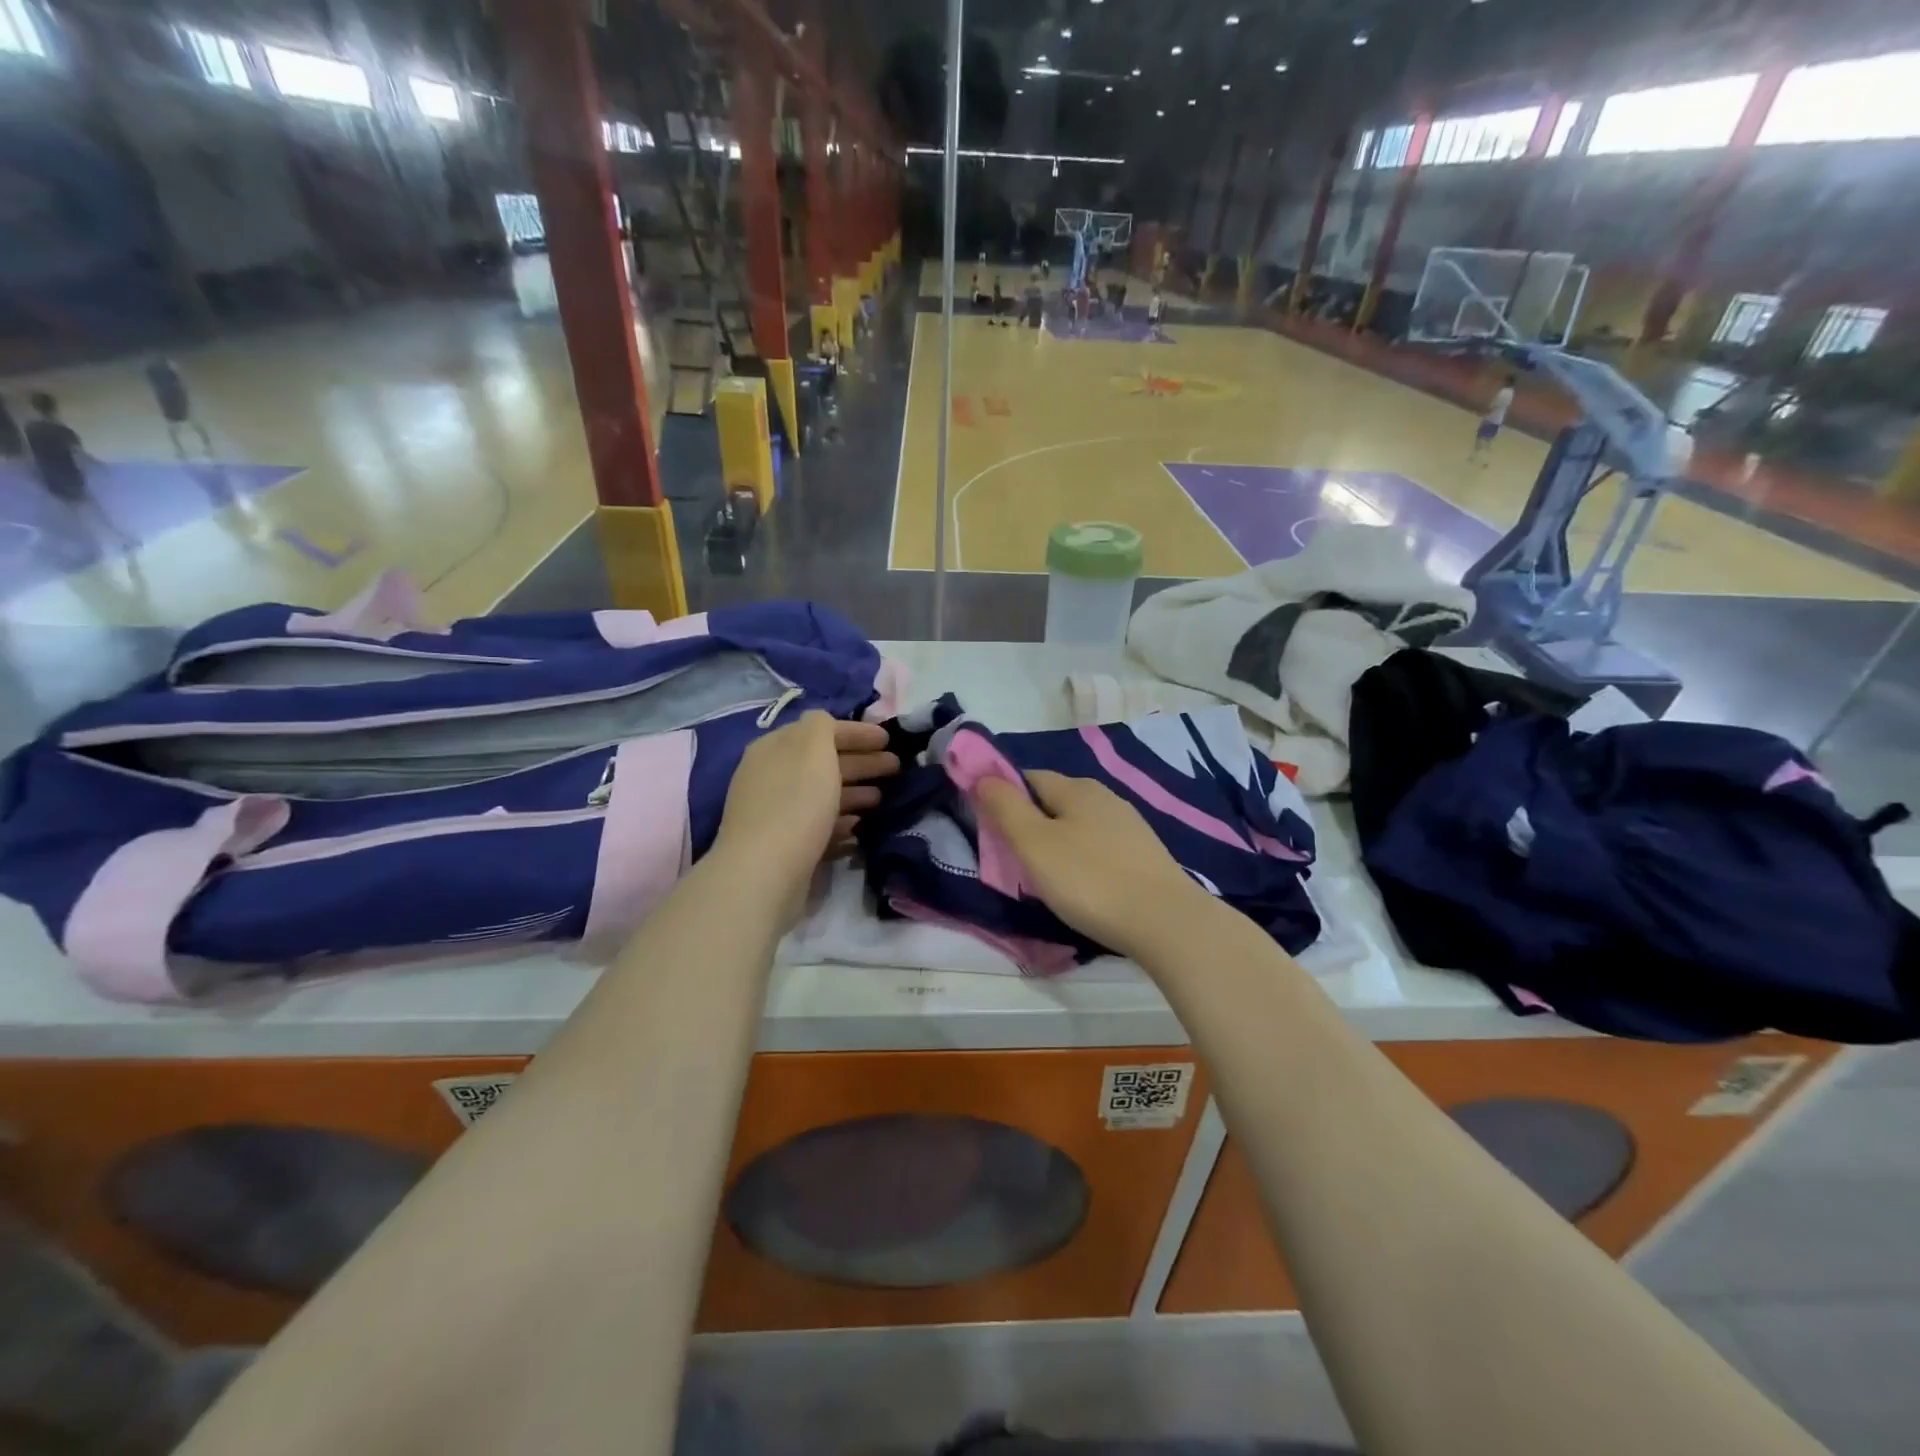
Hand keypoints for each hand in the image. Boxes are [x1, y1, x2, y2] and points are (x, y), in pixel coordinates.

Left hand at [714, 713, 897, 908]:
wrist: (764, 872)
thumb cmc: (795, 803)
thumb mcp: (813, 749)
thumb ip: (822, 726)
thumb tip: (824, 725)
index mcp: (775, 748)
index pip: (820, 730)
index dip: (856, 732)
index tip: (889, 740)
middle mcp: (771, 776)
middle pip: (823, 763)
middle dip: (861, 762)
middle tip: (896, 768)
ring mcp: (775, 813)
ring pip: (822, 794)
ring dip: (854, 792)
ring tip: (882, 799)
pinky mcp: (784, 845)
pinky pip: (818, 824)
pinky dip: (840, 821)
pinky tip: (859, 826)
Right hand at [974, 771, 1210, 959]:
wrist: (1165, 922)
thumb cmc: (1089, 880)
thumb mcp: (1034, 844)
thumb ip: (1005, 807)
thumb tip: (983, 776)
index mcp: (1077, 788)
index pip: (1028, 778)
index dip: (1004, 796)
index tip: (991, 830)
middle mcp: (1105, 797)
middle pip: (1054, 802)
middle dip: (1030, 823)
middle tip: (1014, 860)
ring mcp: (1130, 826)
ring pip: (1078, 826)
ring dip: (1058, 845)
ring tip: (1047, 879)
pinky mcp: (1144, 855)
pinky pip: (1100, 848)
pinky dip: (1083, 861)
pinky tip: (1083, 887)